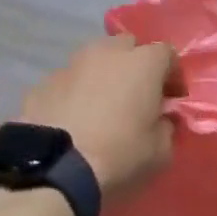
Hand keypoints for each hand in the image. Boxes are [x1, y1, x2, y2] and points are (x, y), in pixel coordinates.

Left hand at [20, 34, 177, 200]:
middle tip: (136, 96)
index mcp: (142, 63)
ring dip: (102, 75)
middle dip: (135, 66)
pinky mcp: (44, 82)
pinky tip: (72, 119)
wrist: (53, 168)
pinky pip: (68, 81)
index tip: (171, 98)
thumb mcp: (159, 152)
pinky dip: (75, 92)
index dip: (172, 75)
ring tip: (100, 106)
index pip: (167, 53)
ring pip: (94, 59)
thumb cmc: (118, 156)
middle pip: (128, 46)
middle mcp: (107, 52)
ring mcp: (71, 64)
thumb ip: (167, 127)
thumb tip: (162, 119)